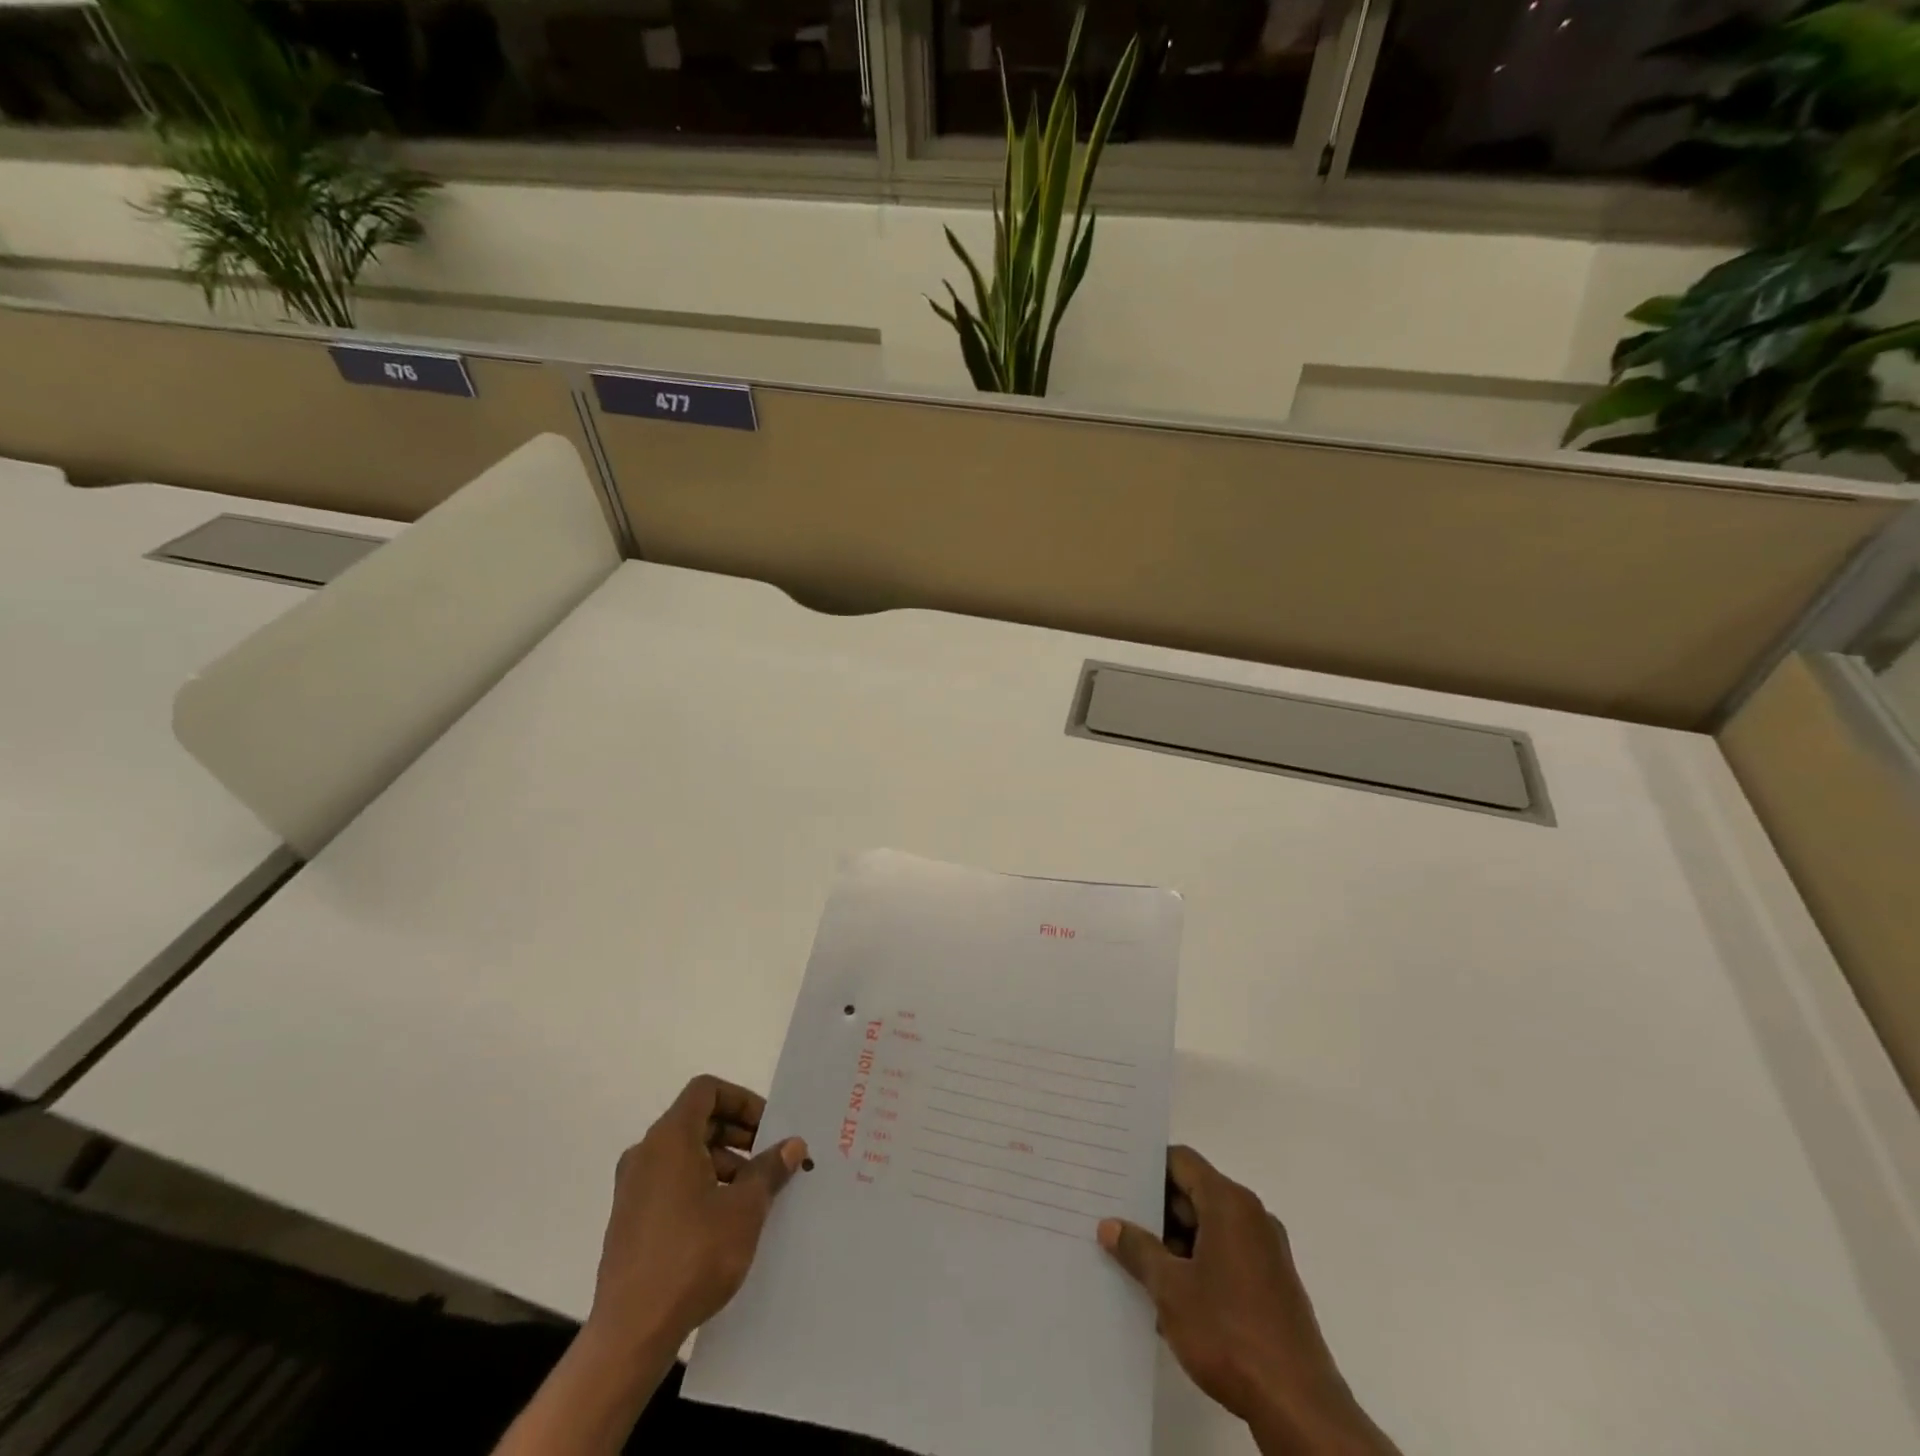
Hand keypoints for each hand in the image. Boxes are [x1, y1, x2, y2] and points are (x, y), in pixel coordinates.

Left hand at [587, 1074, 807, 1358]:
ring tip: (753, 1194)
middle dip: (738, 1133)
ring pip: (685, 1153)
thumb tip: (792, 1144)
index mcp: (670, 1138)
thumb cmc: (693, 1256)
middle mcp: (646, 1153)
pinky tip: (725, 1221)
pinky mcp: (629, 1220)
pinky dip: (701, 1184)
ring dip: (723, 1162)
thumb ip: (769, 1169)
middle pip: (697, 1120)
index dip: (741, 1100)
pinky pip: (671, 1182)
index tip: (768, 1127)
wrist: (630, 1333)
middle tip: (769, 1159)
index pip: (707, 1091)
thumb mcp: (745, 1208)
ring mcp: (633, 1188)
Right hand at [1098, 1147, 1398, 1455]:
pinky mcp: (1273, 1285)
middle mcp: (1252, 1216)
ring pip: (1209, 1229)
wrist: (1298, 1407)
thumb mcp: (1170, 1290)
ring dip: (1174, 1244)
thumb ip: (1138, 1250)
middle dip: (1156, 1211)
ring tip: (1135, 1265)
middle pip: (1195, 1193)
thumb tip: (1110, 1225)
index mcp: (1229, 1203)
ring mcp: (1266, 1252)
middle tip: (1117, 1224)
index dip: (1147, 1167)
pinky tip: (1170, 1298)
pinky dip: (1197, 1266)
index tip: (1117, 1180)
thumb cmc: (1229, 1333)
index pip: (1181, 1161)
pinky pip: (1226, 1257)